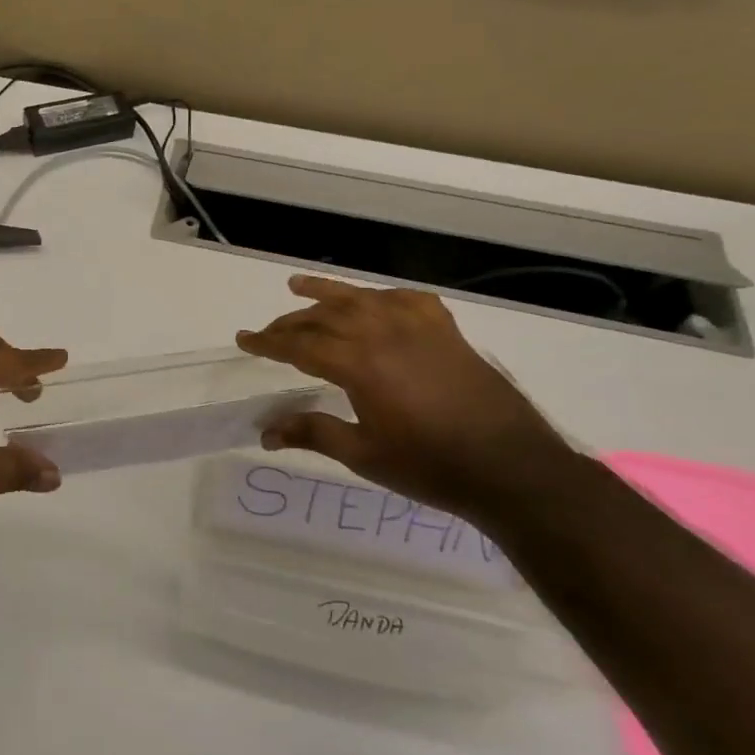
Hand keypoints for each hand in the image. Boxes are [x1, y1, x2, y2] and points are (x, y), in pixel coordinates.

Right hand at [236, 276, 580, 521]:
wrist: (511, 468)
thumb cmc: (430, 466)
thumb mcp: (363, 455)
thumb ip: (313, 433)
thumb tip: (265, 433)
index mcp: (359, 365)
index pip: (300, 345)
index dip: (268, 343)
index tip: (243, 340)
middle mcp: (384, 335)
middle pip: (325, 317)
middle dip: (291, 322)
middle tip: (268, 332)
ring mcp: (419, 329)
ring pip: (362, 299)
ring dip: (327, 293)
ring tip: (298, 286)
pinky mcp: (447, 332)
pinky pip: (408, 301)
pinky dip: (383, 296)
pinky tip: (375, 301)